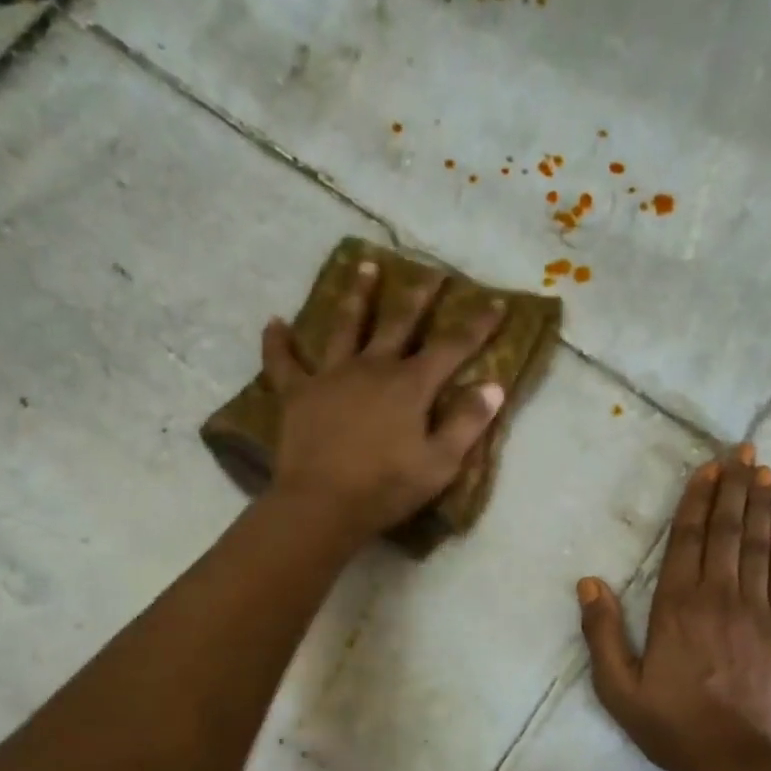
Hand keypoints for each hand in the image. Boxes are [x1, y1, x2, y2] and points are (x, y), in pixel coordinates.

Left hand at [263, 258, 505, 543]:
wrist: (322, 504)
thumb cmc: (386, 488)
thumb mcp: (440, 464)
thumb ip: (467, 423)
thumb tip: (493, 386)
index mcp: (410, 386)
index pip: (451, 347)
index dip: (477, 325)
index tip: (496, 303)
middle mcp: (372, 368)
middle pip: (399, 323)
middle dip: (419, 297)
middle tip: (431, 272)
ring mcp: (331, 376)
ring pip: (345, 326)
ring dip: (358, 296)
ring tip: (365, 266)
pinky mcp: (297, 394)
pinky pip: (283, 362)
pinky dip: (277, 342)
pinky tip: (274, 322)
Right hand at [577, 448, 770, 770]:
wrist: (733, 761)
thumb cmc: (669, 724)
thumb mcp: (617, 686)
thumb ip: (602, 632)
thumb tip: (588, 583)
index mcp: (676, 606)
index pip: (688, 539)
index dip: (698, 500)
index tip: (709, 467)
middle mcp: (719, 596)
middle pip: (728, 531)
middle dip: (735, 487)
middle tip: (745, 450)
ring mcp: (758, 611)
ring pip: (759, 545)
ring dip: (761, 505)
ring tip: (765, 471)